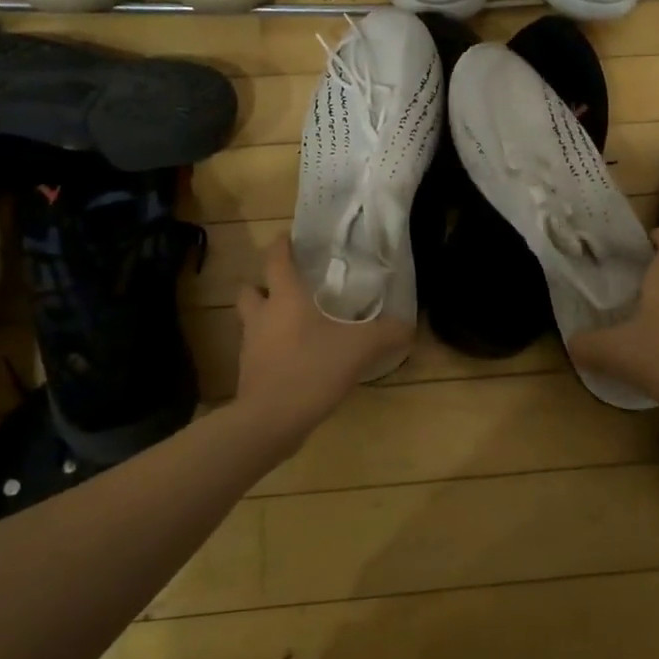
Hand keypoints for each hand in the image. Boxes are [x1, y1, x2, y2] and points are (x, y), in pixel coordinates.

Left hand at [233, 236, 411, 437]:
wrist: (270, 421)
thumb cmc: (311, 369)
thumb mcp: (359, 349)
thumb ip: (386, 334)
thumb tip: (410, 326)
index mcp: (285, 298)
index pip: (275, 259)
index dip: (280, 244)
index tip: (288, 236)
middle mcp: (261, 315)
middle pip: (250, 289)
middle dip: (264, 285)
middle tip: (290, 289)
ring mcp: (250, 345)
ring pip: (251, 320)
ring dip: (265, 317)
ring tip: (294, 325)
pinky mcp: (248, 372)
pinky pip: (257, 350)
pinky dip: (270, 348)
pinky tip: (295, 359)